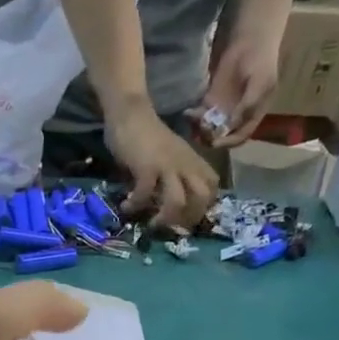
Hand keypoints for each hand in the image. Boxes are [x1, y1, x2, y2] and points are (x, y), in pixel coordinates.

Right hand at [105, 98, 218, 234]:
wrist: (131, 112)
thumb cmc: (147, 135)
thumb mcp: (168, 154)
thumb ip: (172, 173)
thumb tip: (165, 200)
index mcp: (192, 160)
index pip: (212, 185)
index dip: (203, 205)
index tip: (186, 216)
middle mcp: (185, 164)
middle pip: (202, 197)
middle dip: (189, 218)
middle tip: (172, 227)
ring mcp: (167, 165)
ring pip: (177, 201)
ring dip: (165, 218)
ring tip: (151, 224)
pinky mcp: (146, 167)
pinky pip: (144, 194)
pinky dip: (135, 205)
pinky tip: (126, 206)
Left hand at [197, 37, 279, 147]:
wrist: (249, 40)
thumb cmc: (261, 61)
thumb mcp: (260, 84)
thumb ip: (247, 106)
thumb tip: (231, 126)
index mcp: (252, 115)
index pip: (239, 137)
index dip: (227, 143)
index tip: (214, 142)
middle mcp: (236, 116)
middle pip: (221, 136)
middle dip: (209, 137)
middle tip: (200, 131)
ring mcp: (222, 108)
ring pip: (208, 127)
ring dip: (199, 128)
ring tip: (193, 120)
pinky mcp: (210, 100)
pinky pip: (200, 114)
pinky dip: (193, 117)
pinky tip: (188, 112)